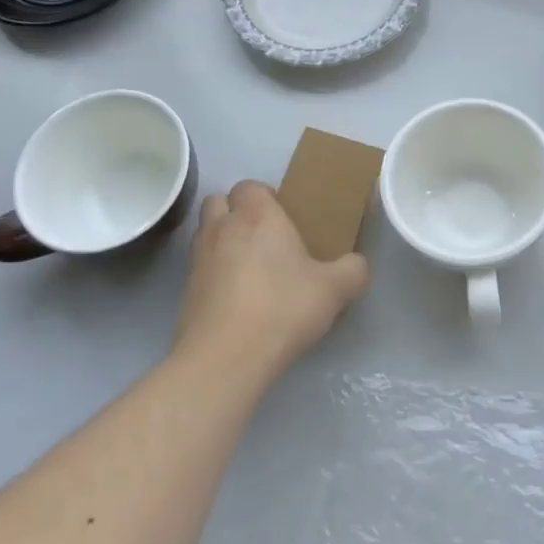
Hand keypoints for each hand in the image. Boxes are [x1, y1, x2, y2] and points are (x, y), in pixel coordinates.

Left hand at [176, 180, 368, 383]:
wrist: (226, 358)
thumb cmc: (283, 308)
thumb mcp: (335, 290)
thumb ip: (353, 270)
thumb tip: (357, 264)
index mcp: (257, 216)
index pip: (250, 185)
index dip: (264, 196)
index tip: (283, 217)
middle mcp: (222, 228)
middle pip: (218, 201)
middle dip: (235, 211)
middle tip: (262, 236)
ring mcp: (198, 259)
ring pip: (204, 232)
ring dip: (221, 239)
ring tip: (247, 265)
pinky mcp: (185, 291)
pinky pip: (199, 268)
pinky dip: (213, 273)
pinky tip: (235, 297)